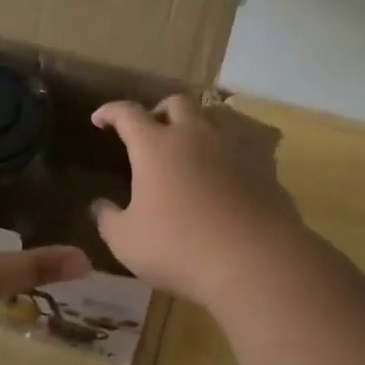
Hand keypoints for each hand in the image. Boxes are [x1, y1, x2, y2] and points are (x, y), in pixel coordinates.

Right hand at [91, 95, 303, 306]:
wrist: (256, 261)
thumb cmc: (179, 247)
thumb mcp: (126, 241)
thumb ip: (107, 219)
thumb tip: (99, 206)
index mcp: (155, 146)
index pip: (127, 113)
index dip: (110, 112)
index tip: (100, 119)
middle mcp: (194, 135)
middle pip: (176, 103)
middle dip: (159, 111)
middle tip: (151, 131)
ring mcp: (234, 148)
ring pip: (215, 116)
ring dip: (198, 124)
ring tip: (191, 145)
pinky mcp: (265, 167)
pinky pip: (245, 145)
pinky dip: (229, 150)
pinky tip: (228, 170)